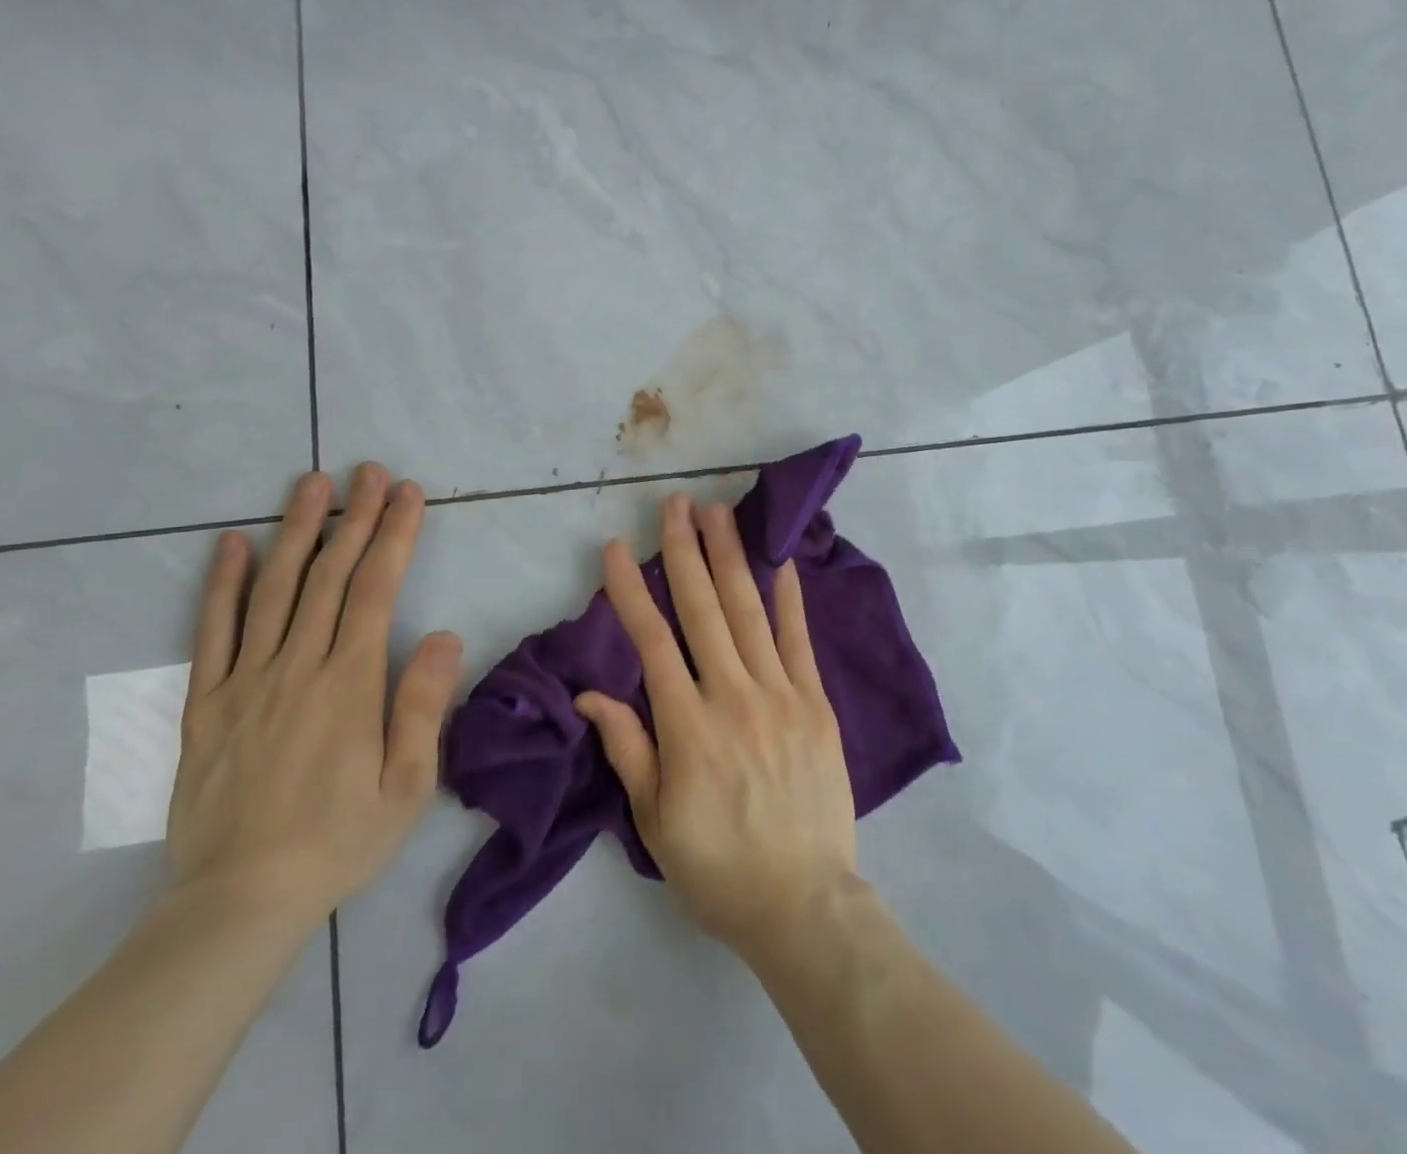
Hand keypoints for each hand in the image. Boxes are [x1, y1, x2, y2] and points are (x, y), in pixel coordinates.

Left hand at [167, 463, 462, 930]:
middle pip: (329, 576)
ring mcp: (245, 681)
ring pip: (273, 589)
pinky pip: (212, 632)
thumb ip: (422, 705)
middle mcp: (296, 667)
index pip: (375, 590)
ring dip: (296, 531)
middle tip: (369, 470)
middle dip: (355, 517)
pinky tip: (231, 544)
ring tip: (312, 483)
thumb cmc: (337, 842)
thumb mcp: (406, 786)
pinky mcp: (204, 703)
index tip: (409, 494)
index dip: (395, 536)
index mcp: (349, 684)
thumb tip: (442, 634)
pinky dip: (221, 583)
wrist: (238, 903)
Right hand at [575, 495, 858, 960]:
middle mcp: (732, 695)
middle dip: (685, 550)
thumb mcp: (654, 820)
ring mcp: (780, 694)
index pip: (650, 640)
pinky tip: (781, 561)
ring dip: (731, 557)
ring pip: (749, 611)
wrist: (803, 903)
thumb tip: (590, 695)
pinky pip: (799, 641)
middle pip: (702, 608)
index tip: (616, 547)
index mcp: (687, 725)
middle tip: (676, 503)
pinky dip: (789, 599)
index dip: (630, 589)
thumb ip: (628, 748)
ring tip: (719, 513)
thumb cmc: (717, 867)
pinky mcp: (816, 704)